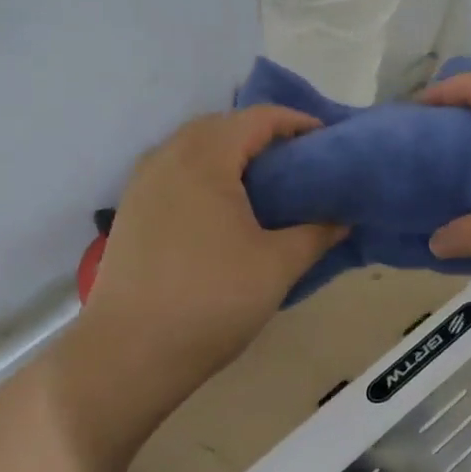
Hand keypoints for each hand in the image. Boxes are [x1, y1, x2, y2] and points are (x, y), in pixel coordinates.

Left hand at [59, 108, 344, 465]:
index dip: (297, 122)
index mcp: (205, 156)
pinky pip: (176, 169)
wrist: (127, 354)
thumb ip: (316, 233)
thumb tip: (343, 219)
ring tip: (264, 183)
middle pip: (224, 125)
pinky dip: (206, 172)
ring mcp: (144, 180)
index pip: (258, 118)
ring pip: (195, 146)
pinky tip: (223, 207)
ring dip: (231, 152)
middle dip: (263, 135)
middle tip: (299, 162)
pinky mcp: (132, 207)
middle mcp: (169, 155)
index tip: (327, 141)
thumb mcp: (277, 266)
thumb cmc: (210, 300)